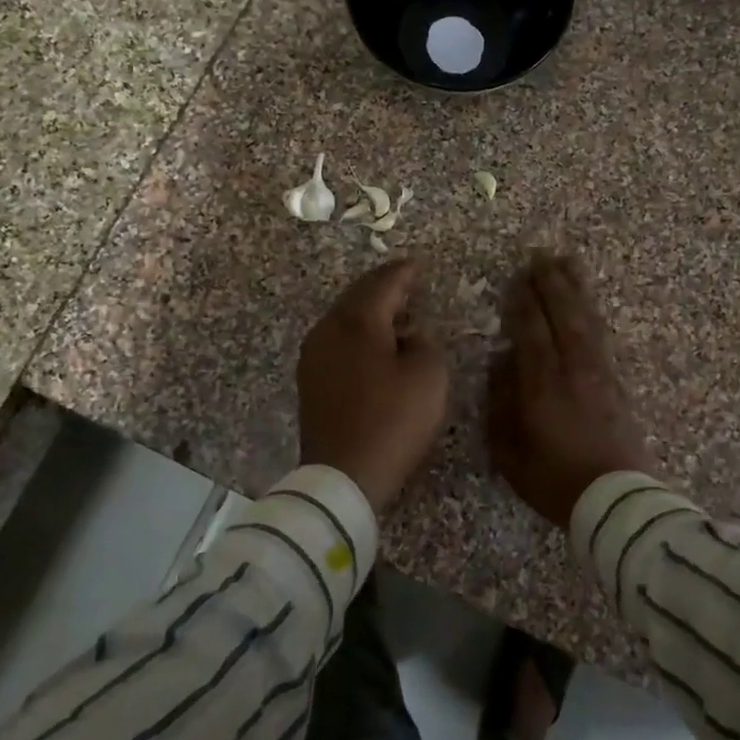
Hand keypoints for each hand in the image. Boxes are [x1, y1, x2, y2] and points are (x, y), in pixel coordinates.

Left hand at [298, 258, 449, 512]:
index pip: (383, 283)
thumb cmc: (393, 421)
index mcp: (357, 321)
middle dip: (383, 288)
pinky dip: (358, 335)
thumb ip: (424, 342)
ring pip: (344, 319)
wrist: (343, 474)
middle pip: (358, 297)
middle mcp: (328, 329)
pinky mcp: (310, 381)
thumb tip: (409, 333)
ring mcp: (314, 356)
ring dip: (369, 313)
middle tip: (406, 284)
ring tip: (394, 315)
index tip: (418, 265)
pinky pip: (337, 342)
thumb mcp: (428, 376)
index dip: (404, 273)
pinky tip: (373, 347)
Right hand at [487, 254, 651, 529]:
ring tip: (568, 263)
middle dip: (551, 283)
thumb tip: (501, 362)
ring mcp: (600, 373)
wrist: (616, 500)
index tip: (516, 277)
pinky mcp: (618, 383)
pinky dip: (592, 313)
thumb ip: (501, 403)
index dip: (522, 301)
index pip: (531, 329)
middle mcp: (573, 368)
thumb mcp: (510, 451)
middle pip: (562, 314)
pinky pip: (602, 336)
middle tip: (541, 255)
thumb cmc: (554, 480)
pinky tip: (588, 305)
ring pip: (586, 319)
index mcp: (542, 383)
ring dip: (575, 289)